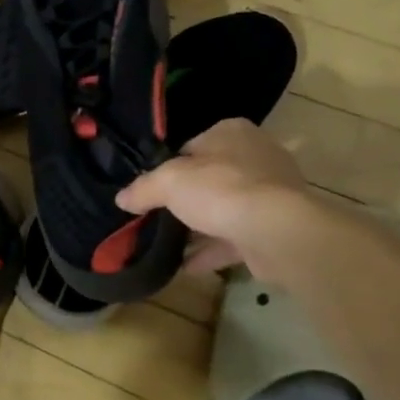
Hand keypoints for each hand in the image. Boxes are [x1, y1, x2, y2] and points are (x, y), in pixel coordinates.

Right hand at [118, 118, 309, 274]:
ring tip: (168, 245)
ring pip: (224, 209)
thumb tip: (121, 199)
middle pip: (209, 178)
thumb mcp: (168, 182)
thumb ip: (143, 188)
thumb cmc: (221, 190)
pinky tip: (187, 266)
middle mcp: (255, 156)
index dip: (169, 167)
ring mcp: (270, 193)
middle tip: (158, 217)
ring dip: (200, 228)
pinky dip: (213, 250)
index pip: (191, 146)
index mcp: (231, 132)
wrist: (278, 232)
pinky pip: (236, 237)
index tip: (151, 189)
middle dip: (186, 200)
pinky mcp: (276, 227)